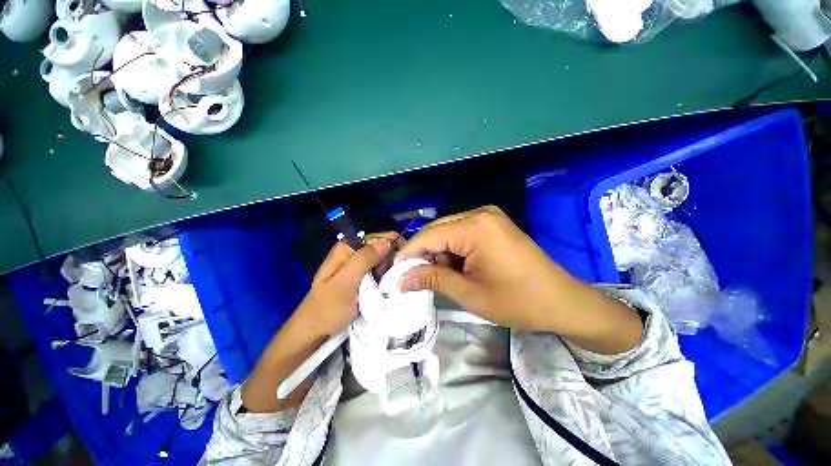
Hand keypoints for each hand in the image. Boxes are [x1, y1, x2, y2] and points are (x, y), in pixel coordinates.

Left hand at [295, 234, 394, 336]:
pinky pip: (379, 269)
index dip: (393, 248)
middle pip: (383, 247)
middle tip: (384, 281)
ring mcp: (357, 263)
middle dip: (390, 262)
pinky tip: (382, 287)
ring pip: (383, 259)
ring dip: (388, 271)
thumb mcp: (345, 284)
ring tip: (383, 287)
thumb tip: (386, 241)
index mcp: (347, 247)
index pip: (379, 237)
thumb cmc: (328, 309)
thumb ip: (364, 260)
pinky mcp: (361, 274)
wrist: (315, 330)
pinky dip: (384, 276)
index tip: (399, 266)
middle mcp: (353, 251)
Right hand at [398, 206, 642, 353]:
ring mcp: (489, 216)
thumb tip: (401, 279)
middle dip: (424, 254)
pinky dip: (453, 250)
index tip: (395, 273)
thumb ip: (432, 279)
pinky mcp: (493, 224)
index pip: (429, 235)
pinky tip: (455, 267)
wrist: (562, 301)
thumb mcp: (469, 293)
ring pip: (448, 231)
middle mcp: (480, 213)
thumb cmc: (517, 301)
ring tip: (439, 276)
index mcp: (475, 227)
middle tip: (414, 277)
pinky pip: (462, 232)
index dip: (409, 254)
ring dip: (439, 253)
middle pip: (438, 230)